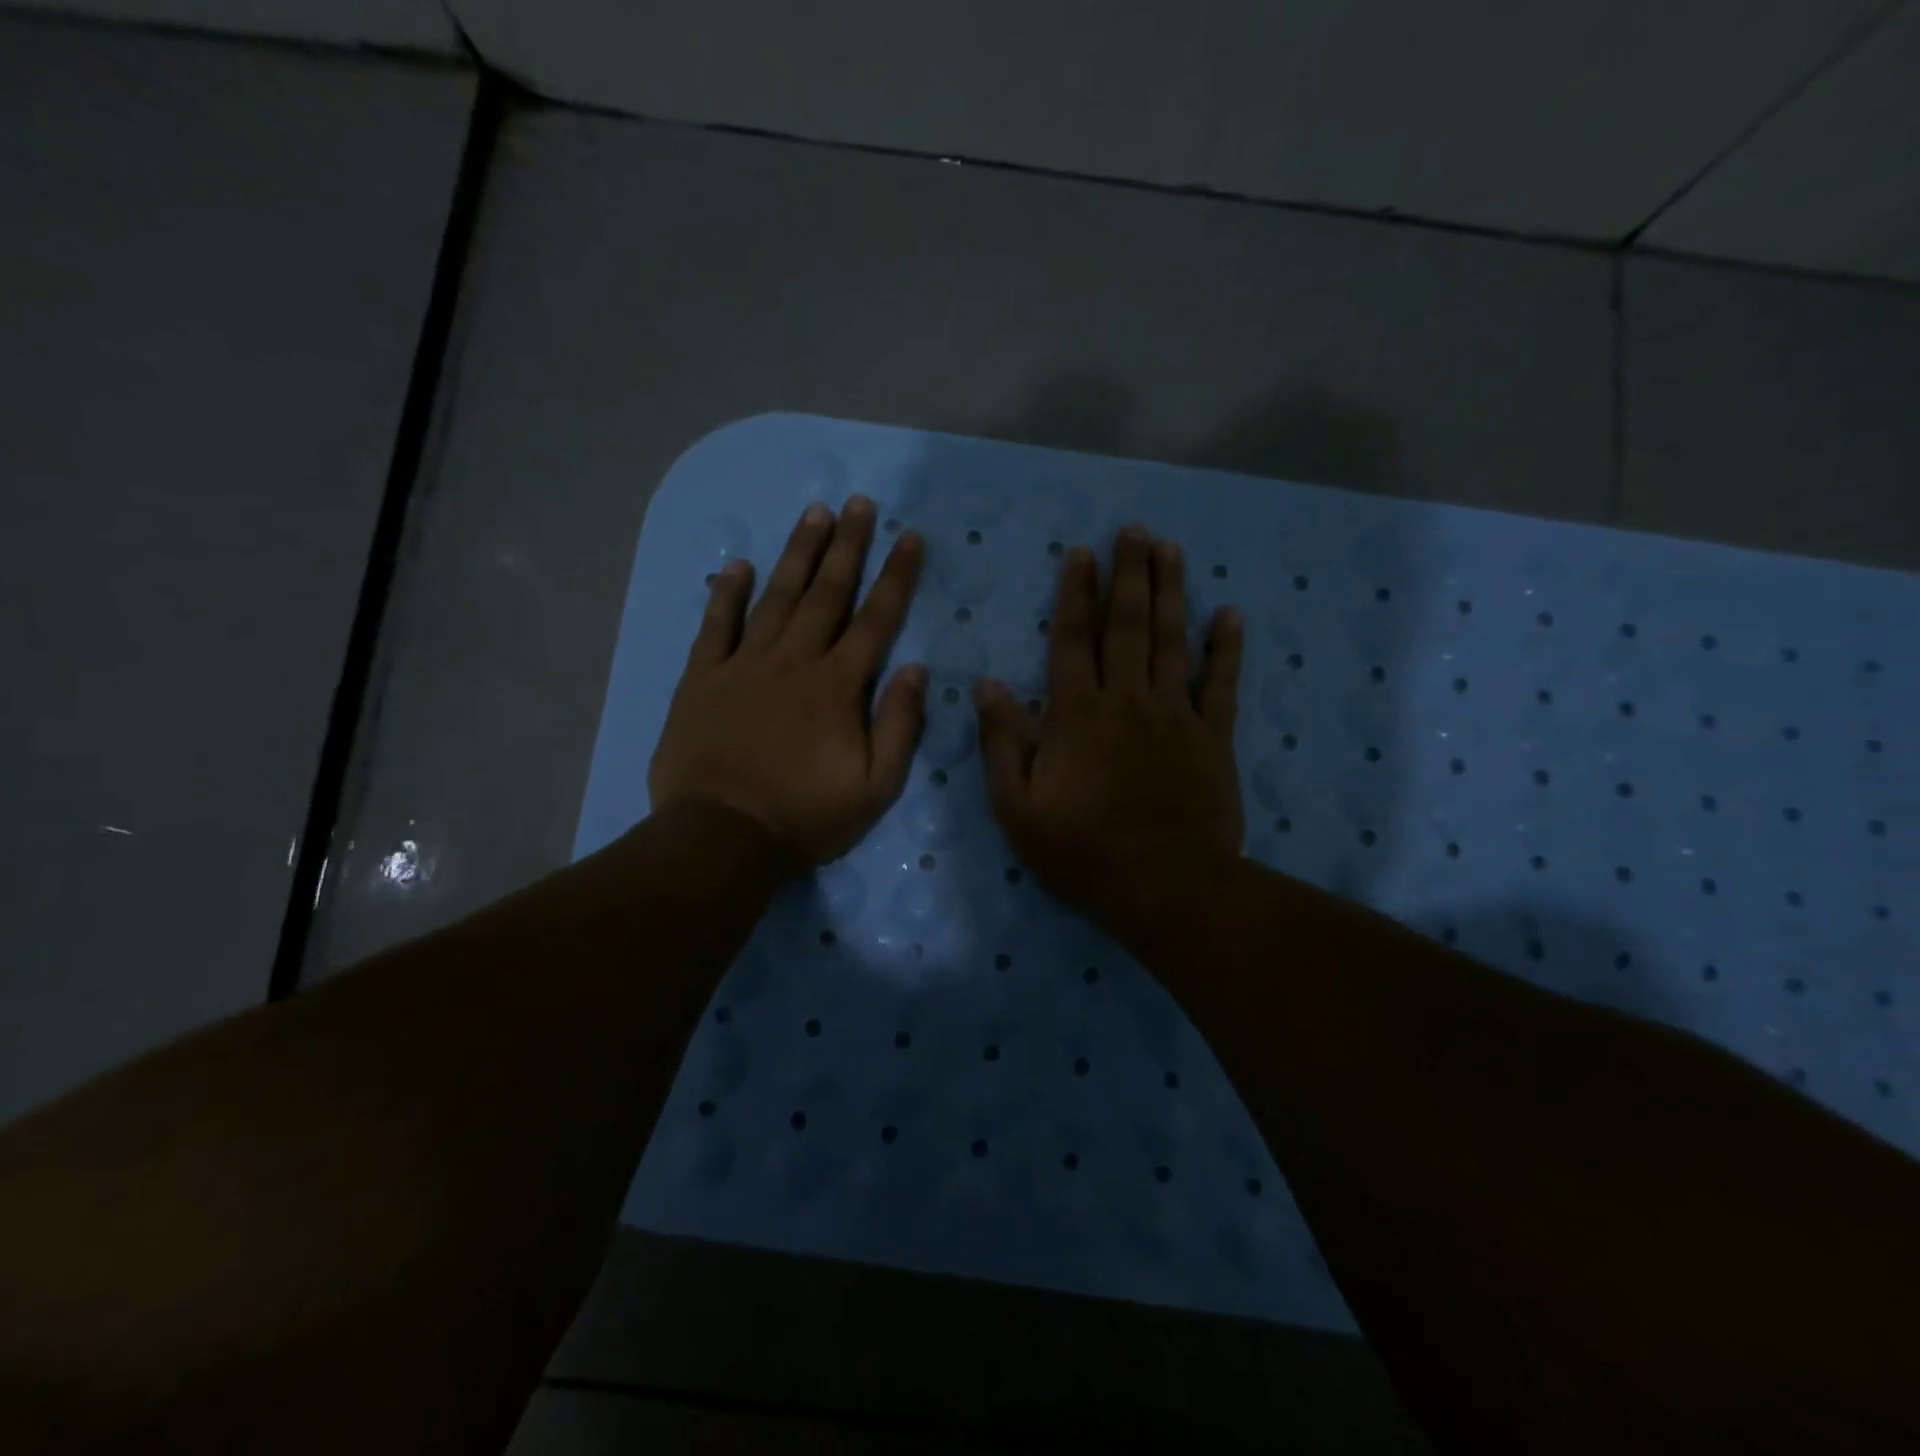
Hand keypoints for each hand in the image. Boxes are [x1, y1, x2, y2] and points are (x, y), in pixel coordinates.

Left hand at [649, 496, 926, 868]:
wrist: (722, 837)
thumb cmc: (805, 816)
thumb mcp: (875, 786)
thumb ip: (900, 725)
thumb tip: (917, 670)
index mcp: (837, 686)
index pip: (876, 619)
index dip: (896, 576)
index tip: (910, 537)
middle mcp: (794, 661)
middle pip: (827, 593)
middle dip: (848, 545)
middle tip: (860, 504)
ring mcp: (744, 665)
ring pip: (777, 597)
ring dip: (798, 553)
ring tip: (814, 513)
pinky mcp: (703, 679)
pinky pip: (716, 626)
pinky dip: (727, 593)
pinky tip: (738, 564)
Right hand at [975, 526, 1243, 936]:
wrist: (1165, 887)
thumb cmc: (1081, 851)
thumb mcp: (1017, 806)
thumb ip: (1001, 741)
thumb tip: (987, 684)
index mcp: (1076, 714)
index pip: (1073, 639)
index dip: (1076, 593)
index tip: (1081, 552)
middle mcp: (1126, 700)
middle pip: (1127, 625)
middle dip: (1128, 574)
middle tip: (1134, 529)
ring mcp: (1175, 715)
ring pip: (1171, 641)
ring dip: (1171, 592)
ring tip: (1171, 549)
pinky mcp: (1212, 738)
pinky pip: (1221, 684)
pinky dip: (1226, 649)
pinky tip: (1229, 615)